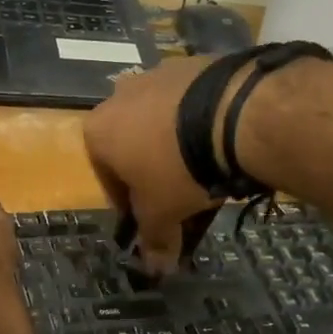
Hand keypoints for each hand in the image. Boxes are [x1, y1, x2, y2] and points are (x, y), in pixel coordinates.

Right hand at [82, 58, 222, 272]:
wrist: (233, 113)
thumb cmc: (178, 169)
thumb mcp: (162, 213)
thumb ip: (154, 240)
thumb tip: (155, 270)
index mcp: (98, 132)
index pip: (107, 179)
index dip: (129, 206)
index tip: (151, 220)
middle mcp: (119, 96)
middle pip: (133, 147)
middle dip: (153, 174)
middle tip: (180, 197)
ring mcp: (157, 74)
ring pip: (162, 123)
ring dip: (177, 148)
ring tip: (207, 171)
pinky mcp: (195, 63)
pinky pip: (192, 104)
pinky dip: (201, 124)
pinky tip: (223, 143)